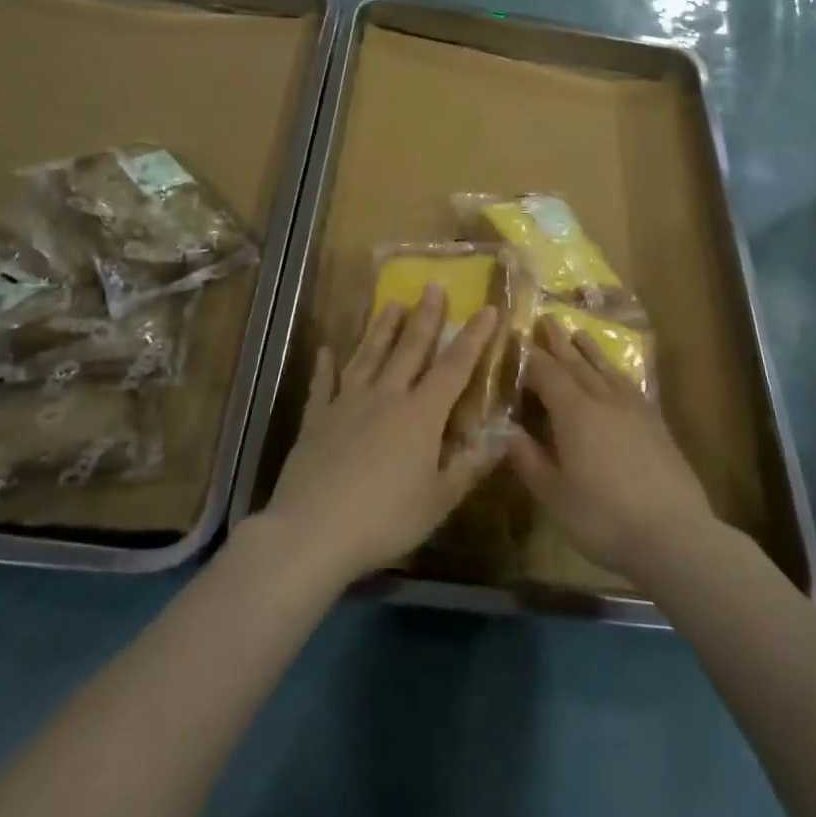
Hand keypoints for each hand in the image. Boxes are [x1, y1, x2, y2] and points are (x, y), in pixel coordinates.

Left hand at [254, 286, 503, 589]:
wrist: (312, 531)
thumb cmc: (384, 519)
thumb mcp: (438, 501)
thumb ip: (470, 466)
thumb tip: (503, 437)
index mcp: (421, 415)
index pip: (454, 367)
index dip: (473, 338)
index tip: (487, 309)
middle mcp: (386, 396)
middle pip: (409, 349)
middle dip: (425, 317)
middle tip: (432, 285)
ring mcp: (347, 403)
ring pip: (369, 356)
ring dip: (382, 329)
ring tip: (391, 303)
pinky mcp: (317, 418)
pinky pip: (323, 385)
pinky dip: (325, 366)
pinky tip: (325, 349)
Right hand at [506, 318, 716, 588]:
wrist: (675, 535)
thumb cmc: (604, 518)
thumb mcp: (554, 495)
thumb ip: (528, 460)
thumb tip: (506, 432)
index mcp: (573, 412)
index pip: (545, 372)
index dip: (528, 356)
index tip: (515, 338)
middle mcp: (602, 399)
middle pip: (576, 362)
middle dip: (558, 341)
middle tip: (546, 318)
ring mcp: (633, 408)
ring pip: (605, 369)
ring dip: (589, 350)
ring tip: (578, 333)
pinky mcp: (655, 423)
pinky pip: (629, 384)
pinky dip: (616, 372)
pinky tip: (616, 375)